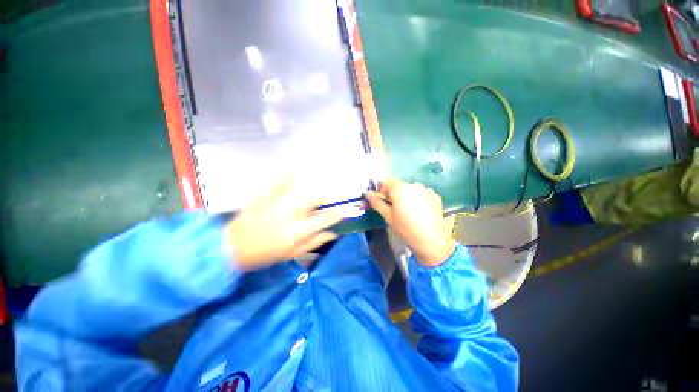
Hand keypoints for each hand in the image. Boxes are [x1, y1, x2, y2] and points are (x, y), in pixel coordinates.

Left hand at [224, 176, 344, 270]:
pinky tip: (294, 169)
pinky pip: (281, 180)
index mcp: (299, 230)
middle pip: (316, 199)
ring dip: (313, 190)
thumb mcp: (292, 253)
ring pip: (303, 189)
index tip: (343, 211)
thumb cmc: (265, 254)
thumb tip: (334, 233)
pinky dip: (288, 174)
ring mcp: (279, 201)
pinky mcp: (267, 195)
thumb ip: (315, 242)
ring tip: (316, 192)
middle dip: (327, 198)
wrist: (232, 246)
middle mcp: (293, 213)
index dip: (338, 214)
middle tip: (329, 200)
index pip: (326, 218)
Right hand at [365, 179, 454, 266]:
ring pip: (411, 190)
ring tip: (411, 213)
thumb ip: (376, 202)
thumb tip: (366, 193)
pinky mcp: (436, 196)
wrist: (431, 241)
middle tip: (397, 211)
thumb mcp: (388, 216)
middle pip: (400, 186)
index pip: (387, 182)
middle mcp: (414, 185)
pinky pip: (422, 194)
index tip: (385, 204)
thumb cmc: (405, 228)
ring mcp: (426, 190)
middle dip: (396, 195)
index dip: (384, 191)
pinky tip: (421, 213)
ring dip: (408, 197)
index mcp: (400, 188)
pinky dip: (419, 200)